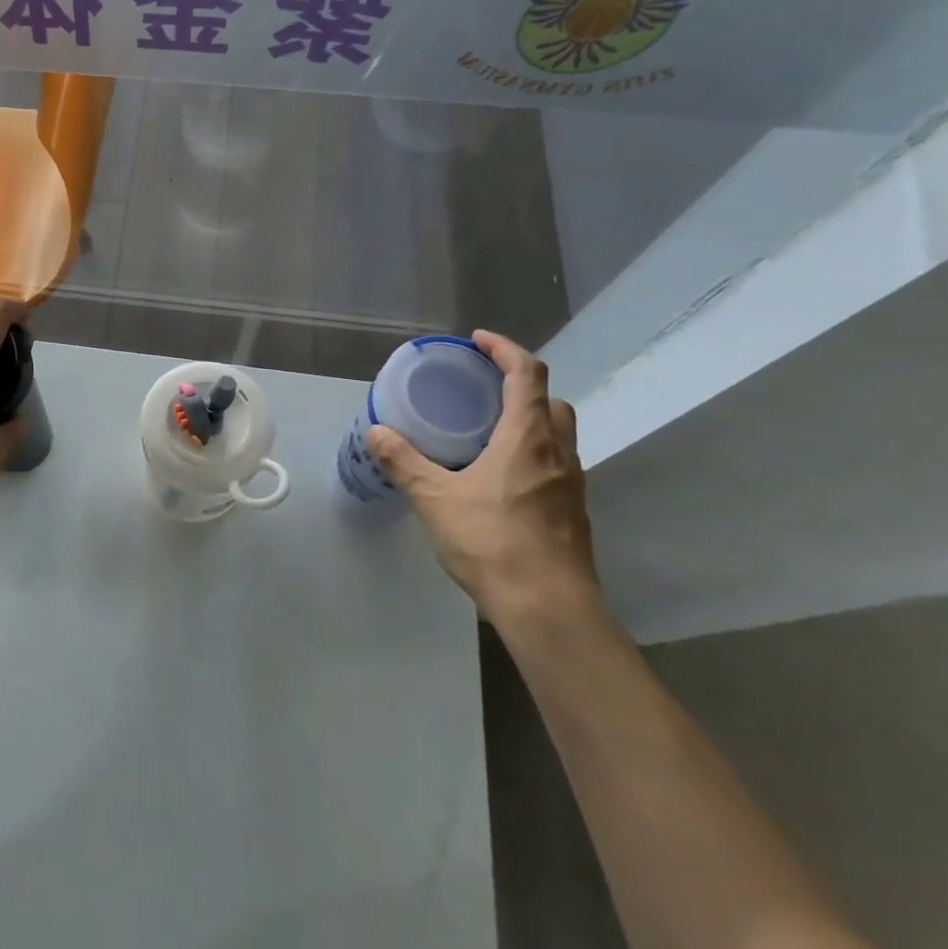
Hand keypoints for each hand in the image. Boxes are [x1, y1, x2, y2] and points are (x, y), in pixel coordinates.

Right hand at [366, 330, 599, 628]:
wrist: (549, 607)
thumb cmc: (493, 542)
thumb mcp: (435, 499)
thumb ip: (404, 461)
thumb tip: (376, 432)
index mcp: (528, 438)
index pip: (527, 374)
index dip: (505, 349)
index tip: (477, 341)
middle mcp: (558, 453)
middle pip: (550, 401)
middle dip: (520, 385)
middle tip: (481, 388)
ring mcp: (571, 484)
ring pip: (556, 434)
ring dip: (528, 420)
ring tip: (486, 430)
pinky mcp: (572, 512)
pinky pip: (554, 464)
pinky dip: (530, 453)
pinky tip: (498, 477)